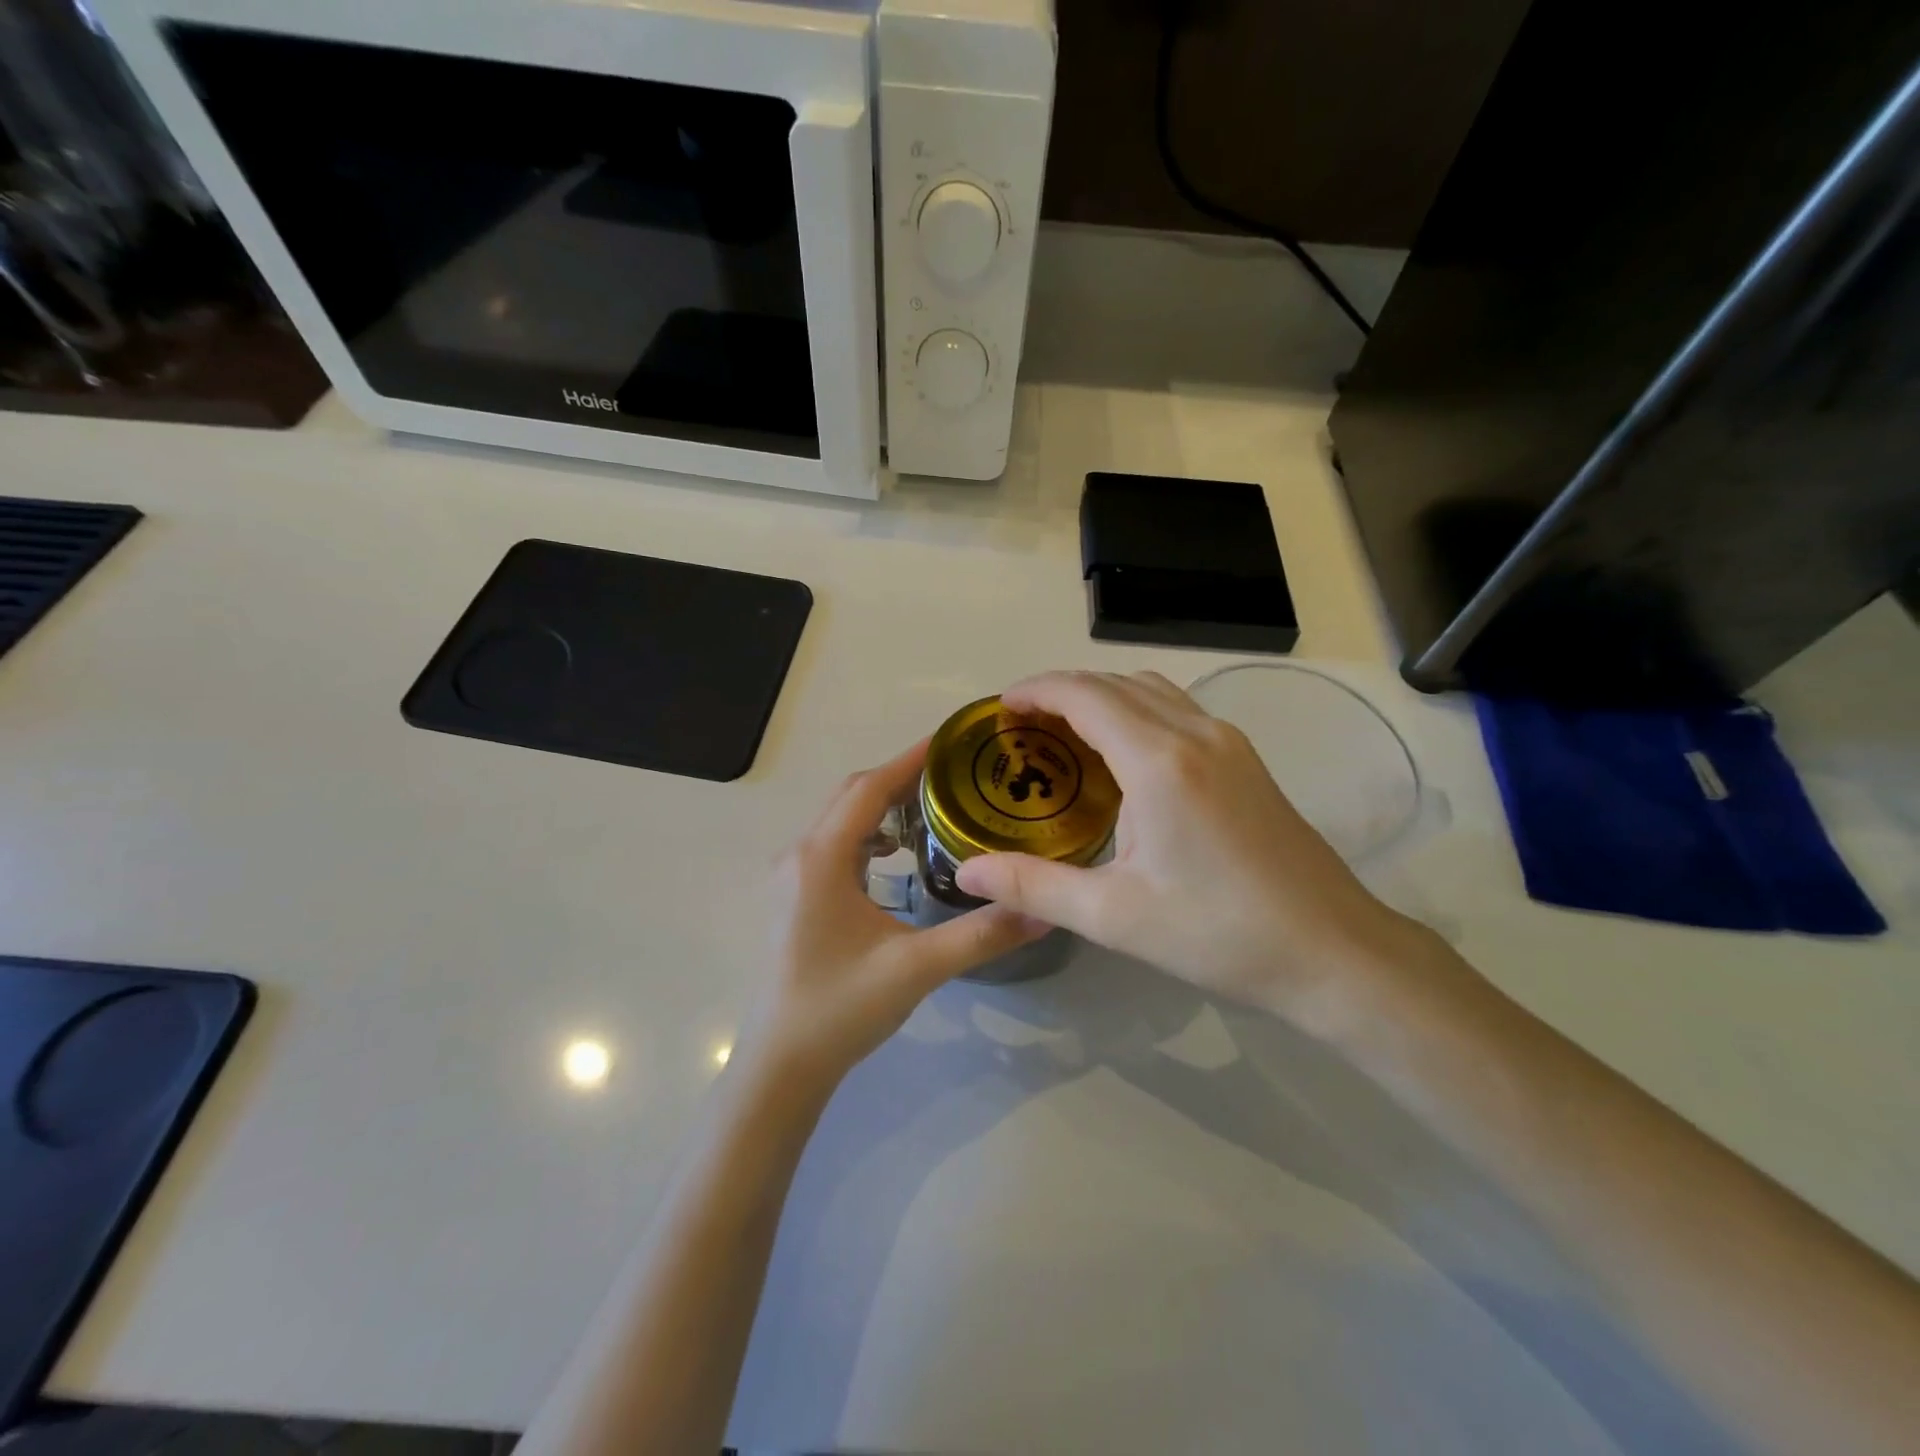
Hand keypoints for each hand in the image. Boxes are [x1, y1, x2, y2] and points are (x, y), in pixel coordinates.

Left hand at [736, 739, 1048, 1096]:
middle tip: (955, 777)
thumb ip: (981, 935)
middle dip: (900, 780)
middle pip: (851, 796)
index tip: (952, 741)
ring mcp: (790, 877)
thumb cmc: (840, 1010)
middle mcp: (799, 856)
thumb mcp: (917, 969)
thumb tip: (1043, 911)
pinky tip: (895, 858)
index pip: (868, 789)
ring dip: (882, 807)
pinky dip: (866, 836)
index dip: (910, 761)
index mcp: (821, 859)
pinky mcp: (793, 897)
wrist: (781, 1065)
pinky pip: (833, 845)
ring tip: (934, 811)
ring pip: (840, 820)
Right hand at [955, 671, 1441, 1034]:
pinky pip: (1177, 709)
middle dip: (1062, 691)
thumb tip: (966, 873)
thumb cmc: (1218, 934)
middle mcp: (1196, 733)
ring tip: (1064, 734)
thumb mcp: (1114, 916)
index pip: (1085, 694)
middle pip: (1116, 683)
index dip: (1037, 690)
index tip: (1000, 708)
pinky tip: (1122, 756)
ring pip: (1151, 690)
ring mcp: (1229, 742)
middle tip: (1021, 727)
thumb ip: (1033, 887)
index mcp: (1159, 761)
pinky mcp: (1247, 760)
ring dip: (1102, 696)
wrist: (1333, 952)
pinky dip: (1136, 710)